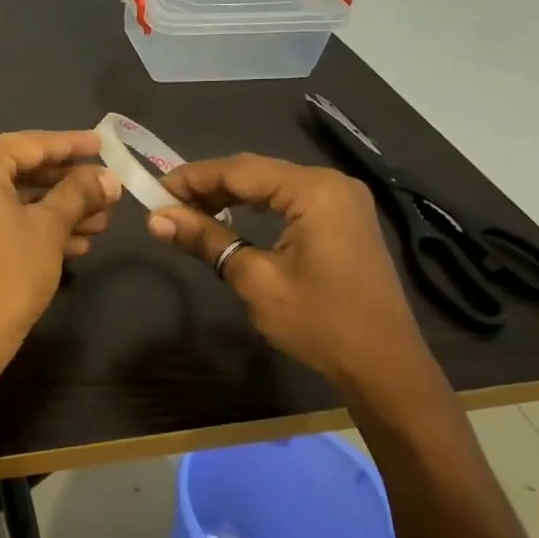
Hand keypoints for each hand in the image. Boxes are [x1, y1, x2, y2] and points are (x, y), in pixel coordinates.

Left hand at [0, 131, 120, 366]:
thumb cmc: (9, 273)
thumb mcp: (50, 227)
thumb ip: (79, 192)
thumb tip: (109, 178)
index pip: (31, 144)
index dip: (73, 146)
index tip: (105, 144)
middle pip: (19, 170)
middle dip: (67, 186)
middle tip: (107, 192)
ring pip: (8, 196)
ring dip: (53, 210)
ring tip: (100, 222)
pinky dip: (27, 224)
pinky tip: (74, 242)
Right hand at [146, 154, 434, 394]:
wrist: (385, 367)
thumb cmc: (320, 323)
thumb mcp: (255, 280)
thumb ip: (206, 240)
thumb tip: (155, 219)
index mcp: (314, 190)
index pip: (238, 170)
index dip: (191, 178)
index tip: (153, 192)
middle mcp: (330, 183)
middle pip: (255, 171)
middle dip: (208, 185)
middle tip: (167, 205)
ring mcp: (342, 200)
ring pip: (271, 184)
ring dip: (229, 195)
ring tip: (189, 212)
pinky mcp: (344, 219)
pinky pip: (289, 199)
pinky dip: (256, 206)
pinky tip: (230, 217)